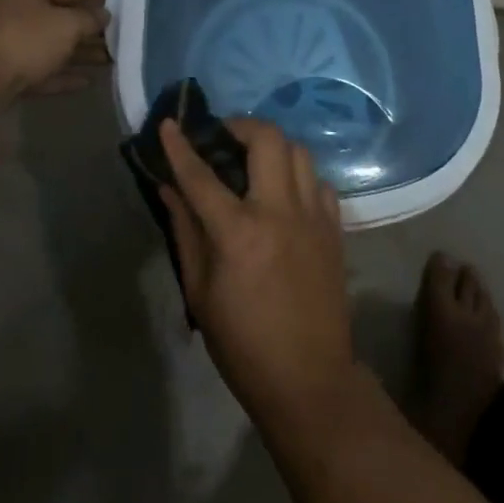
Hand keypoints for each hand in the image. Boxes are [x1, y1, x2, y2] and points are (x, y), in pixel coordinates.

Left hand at [0, 0, 111, 101]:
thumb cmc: (25, 40)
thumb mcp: (66, 25)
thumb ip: (89, 19)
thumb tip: (103, 15)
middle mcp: (14, 10)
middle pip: (62, 14)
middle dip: (92, 24)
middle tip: (125, 27)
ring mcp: (8, 42)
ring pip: (53, 44)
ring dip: (81, 52)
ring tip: (113, 58)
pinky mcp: (6, 72)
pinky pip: (41, 69)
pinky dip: (63, 74)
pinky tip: (88, 82)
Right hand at [158, 118, 363, 434]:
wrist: (309, 379)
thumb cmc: (243, 343)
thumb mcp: (200, 292)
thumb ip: (185, 231)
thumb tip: (169, 188)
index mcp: (239, 233)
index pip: (201, 175)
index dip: (181, 146)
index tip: (170, 123)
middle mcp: (280, 212)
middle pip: (267, 139)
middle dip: (241, 125)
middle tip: (223, 137)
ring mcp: (313, 216)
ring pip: (298, 151)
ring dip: (272, 146)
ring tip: (253, 161)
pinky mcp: (335, 227)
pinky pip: (318, 181)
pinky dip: (298, 176)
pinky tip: (284, 194)